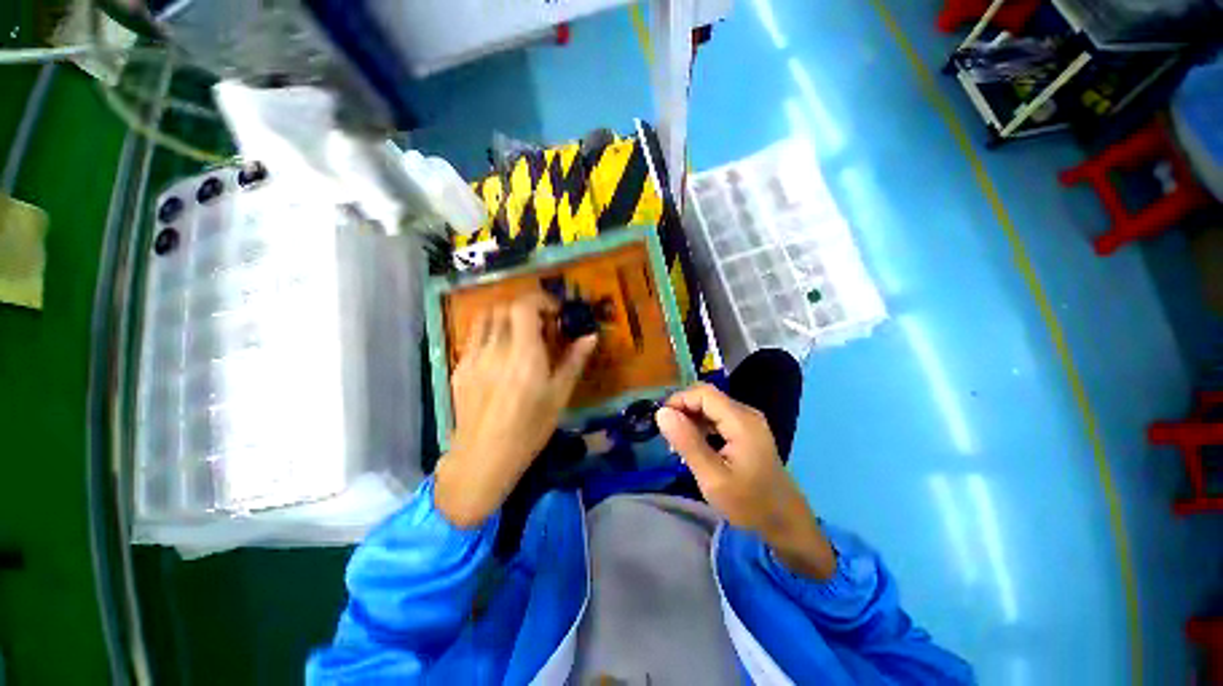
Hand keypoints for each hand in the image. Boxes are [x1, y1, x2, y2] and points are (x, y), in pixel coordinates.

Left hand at [434, 292, 596, 528]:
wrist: (483, 458)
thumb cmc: (529, 429)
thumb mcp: (559, 395)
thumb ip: (574, 361)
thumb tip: (591, 337)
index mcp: (524, 354)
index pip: (523, 307)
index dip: (540, 301)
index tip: (554, 313)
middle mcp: (496, 349)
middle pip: (504, 308)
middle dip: (526, 309)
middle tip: (541, 325)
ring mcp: (473, 357)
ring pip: (485, 317)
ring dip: (505, 316)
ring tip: (519, 333)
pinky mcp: (460, 367)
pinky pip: (474, 336)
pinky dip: (490, 332)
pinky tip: (500, 353)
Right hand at [655, 384, 836, 578]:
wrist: (785, 521)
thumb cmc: (749, 503)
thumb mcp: (712, 478)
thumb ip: (687, 443)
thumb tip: (662, 413)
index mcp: (741, 421)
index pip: (703, 393)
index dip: (679, 400)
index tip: (662, 422)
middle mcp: (746, 413)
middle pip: (707, 397)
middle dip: (683, 410)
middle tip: (669, 437)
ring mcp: (748, 421)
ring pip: (711, 406)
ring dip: (691, 418)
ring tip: (678, 444)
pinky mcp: (747, 430)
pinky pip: (718, 417)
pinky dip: (702, 425)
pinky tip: (695, 445)